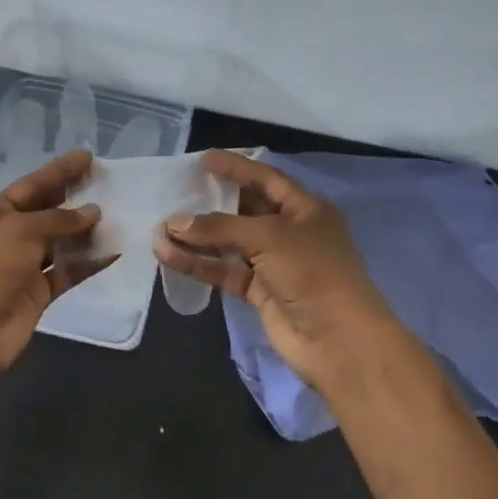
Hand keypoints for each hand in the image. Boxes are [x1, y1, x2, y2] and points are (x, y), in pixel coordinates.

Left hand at [0, 148, 109, 376]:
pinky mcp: (40, 292)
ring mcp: (25, 265)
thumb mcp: (21, 230)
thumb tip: (93, 212)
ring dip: (87, 231)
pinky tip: (115, 251)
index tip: (88, 157)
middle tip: (107, 182)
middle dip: (75, 197)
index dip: (60, 171)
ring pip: (62, 242)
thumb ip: (59, 219)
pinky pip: (69, 271)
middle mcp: (9, 235)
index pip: (32, 185)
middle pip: (48, 211)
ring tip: (119, 215)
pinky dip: (90, 262)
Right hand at [153, 150, 399, 391]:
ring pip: (230, 244)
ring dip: (197, 238)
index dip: (236, 168)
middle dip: (211, 204)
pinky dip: (200, 264)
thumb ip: (220, 227)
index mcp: (306, 209)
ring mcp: (274, 264)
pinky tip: (170, 256)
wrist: (337, 339)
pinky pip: (225, 271)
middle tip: (175, 194)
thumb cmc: (312, 271)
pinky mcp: (259, 292)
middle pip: (245, 211)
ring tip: (160, 230)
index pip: (266, 179)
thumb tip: (174, 223)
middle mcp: (291, 232)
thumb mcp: (269, 237)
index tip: (203, 160)